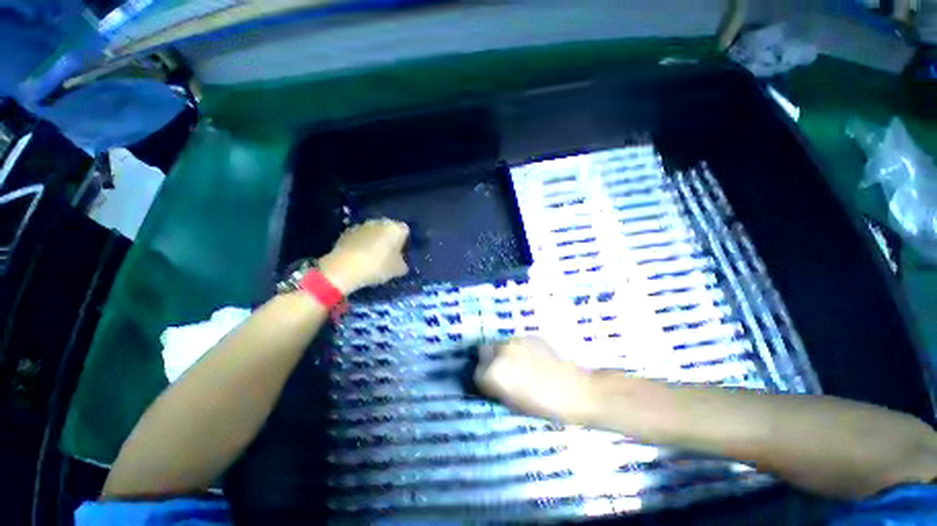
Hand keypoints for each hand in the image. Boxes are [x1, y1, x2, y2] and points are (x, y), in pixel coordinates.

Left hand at [317, 219, 409, 294]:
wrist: (344, 268)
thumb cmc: (378, 266)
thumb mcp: (398, 270)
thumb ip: (404, 264)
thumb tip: (402, 262)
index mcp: (396, 228)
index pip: (405, 232)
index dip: (404, 243)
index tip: (401, 255)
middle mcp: (380, 222)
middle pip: (389, 230)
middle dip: (389, 240)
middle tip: (388, 256)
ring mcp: (361, 225)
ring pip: (373, 232)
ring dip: (374, 241)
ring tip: (372, 258)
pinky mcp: (346, 232)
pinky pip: (360, 237)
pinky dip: (361, 244)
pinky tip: (359, 258)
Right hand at [474, 337, 593, 423]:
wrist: (572, 390)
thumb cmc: (542, 405)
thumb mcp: (512, 403)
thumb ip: (495, 388)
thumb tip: (489, 380)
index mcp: (494, 373)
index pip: (476, 373)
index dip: (483, 380)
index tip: (490, 384)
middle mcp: (500, 352)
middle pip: (483, 352)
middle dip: (489, 361)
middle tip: (502, 371)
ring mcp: (514, 341)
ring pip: (499, 345)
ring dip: (503, 354)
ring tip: (518, 364)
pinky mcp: (528, 336)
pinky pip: (515, 342)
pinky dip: (518, 349)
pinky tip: (531, 359)